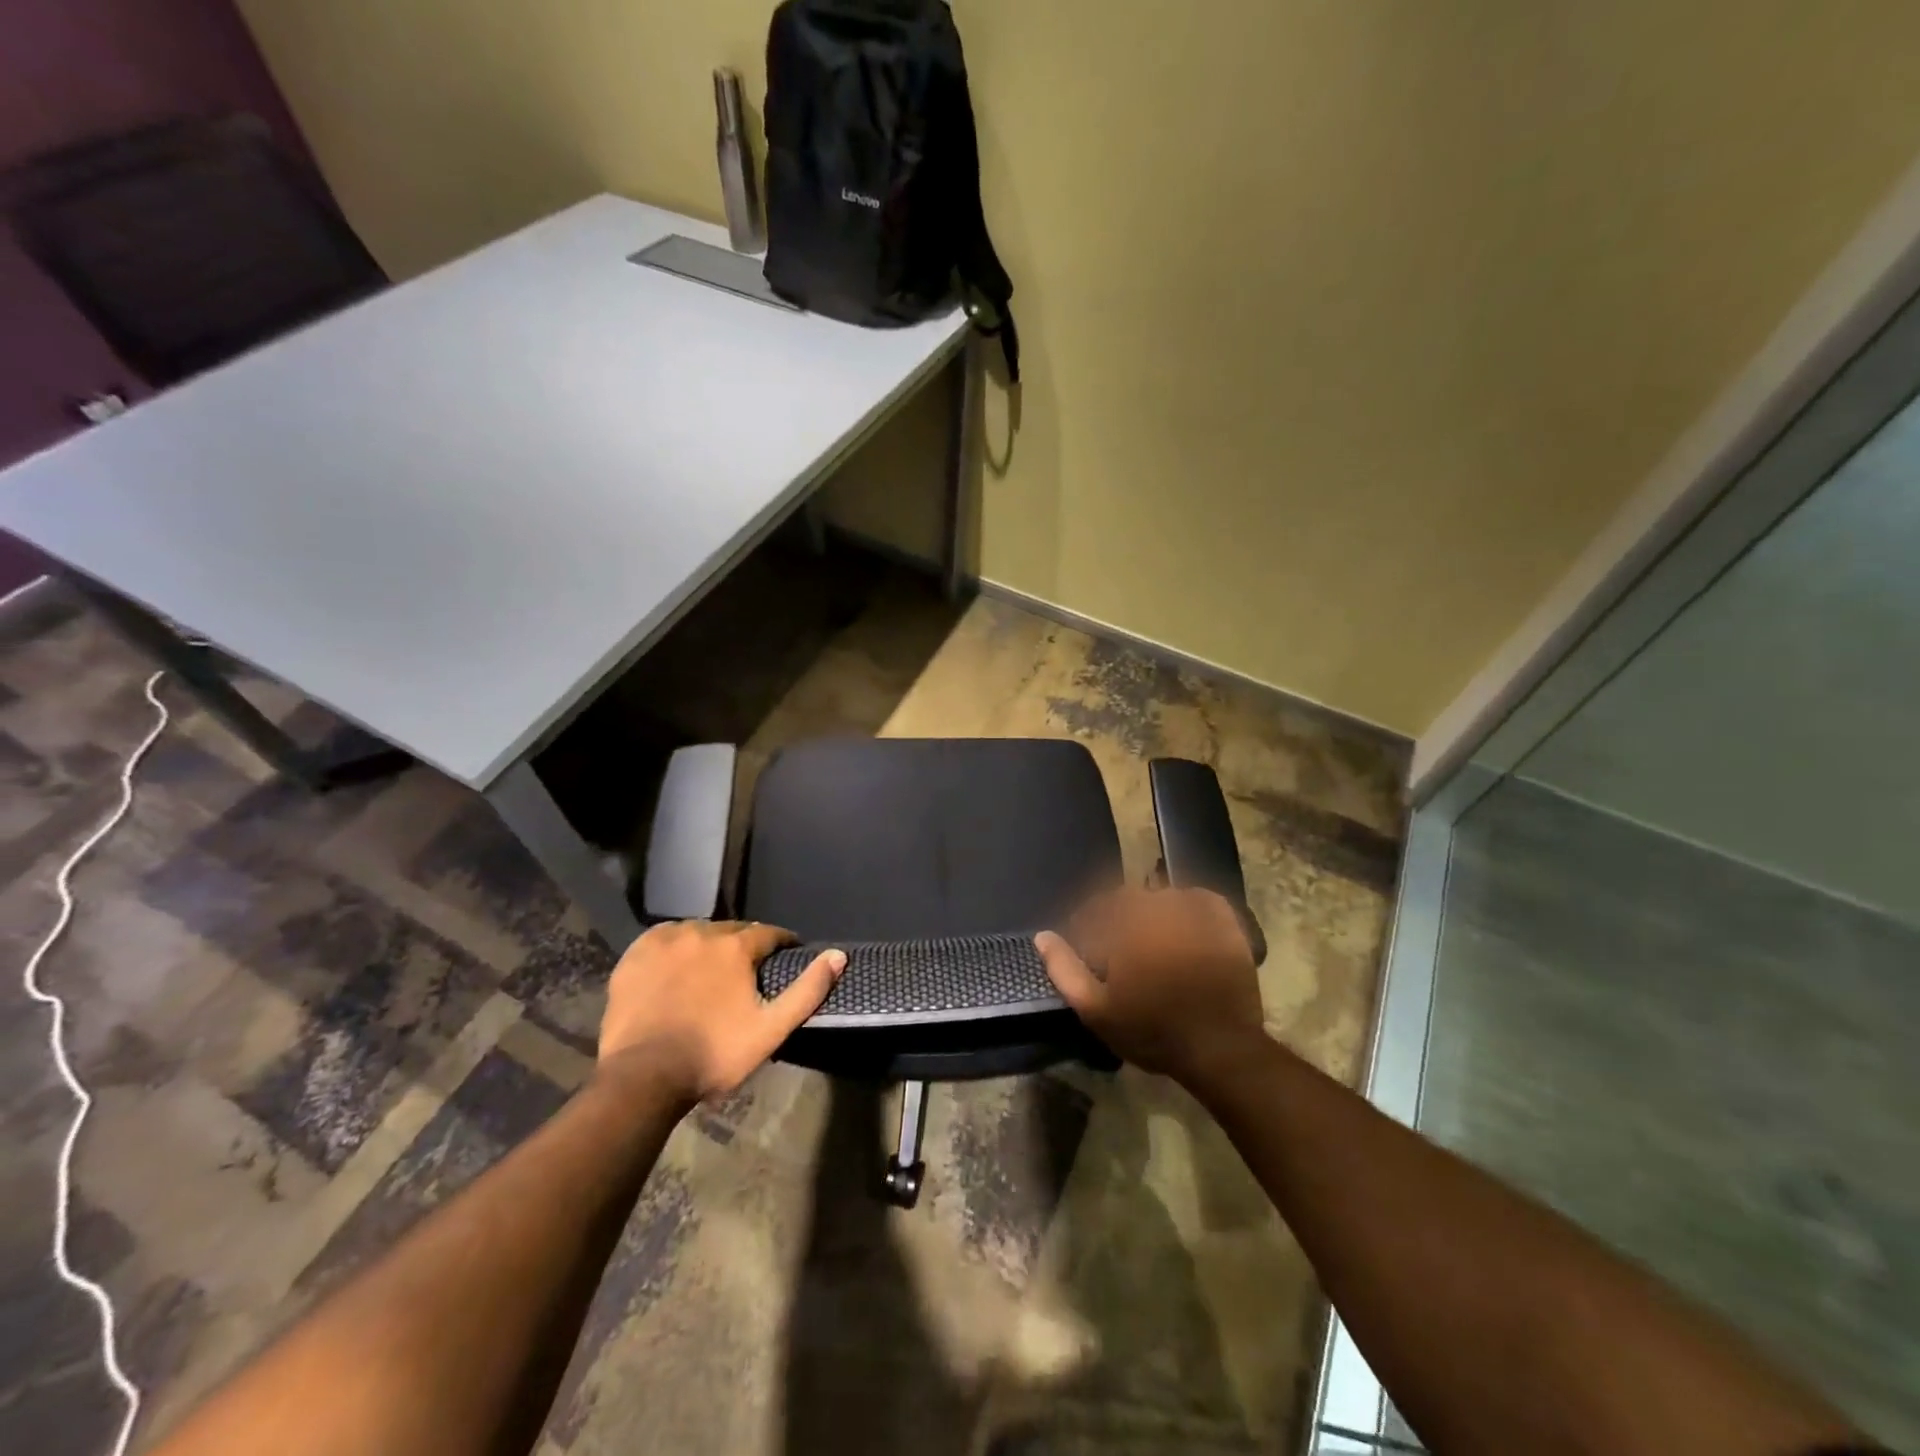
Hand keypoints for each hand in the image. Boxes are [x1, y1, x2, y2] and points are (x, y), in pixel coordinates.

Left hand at [596, 920, 844, 1104]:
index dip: (781, 944)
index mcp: (735, 947)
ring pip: (696, 932)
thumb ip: (807, 990)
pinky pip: (662, 939)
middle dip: (743, 946)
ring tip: (710, 970)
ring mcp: (664, 942)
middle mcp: (701, 933)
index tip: (785, 956)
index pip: (768, 933)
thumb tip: (838, 955)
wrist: (642, 1078)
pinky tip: (674, 967)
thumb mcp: (770, 1029)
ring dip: (708, 945)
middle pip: (731, 931)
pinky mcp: (634, 956)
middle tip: (746, 972)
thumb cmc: (713, 1055)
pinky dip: (674, 947)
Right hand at [1036, 887, 1264, 1084]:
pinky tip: (1185, 927)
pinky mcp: (1225, 922)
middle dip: (1119, 920)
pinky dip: (1188, 905)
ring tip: (1154, 943)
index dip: (1088, 926)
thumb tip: (1042, 936)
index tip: (1089, 949)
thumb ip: (1064, 969)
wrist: (1220, 1049)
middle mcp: (1158, 906)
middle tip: (1121, 951)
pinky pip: (1200, 898)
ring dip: (1152, 913)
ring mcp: (1195, 912)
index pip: (1096, 908)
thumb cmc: (1152, 1031)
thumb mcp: (1096, 1010)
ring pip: (1162, 897)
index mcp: (1125, 924)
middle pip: (1129, 900)